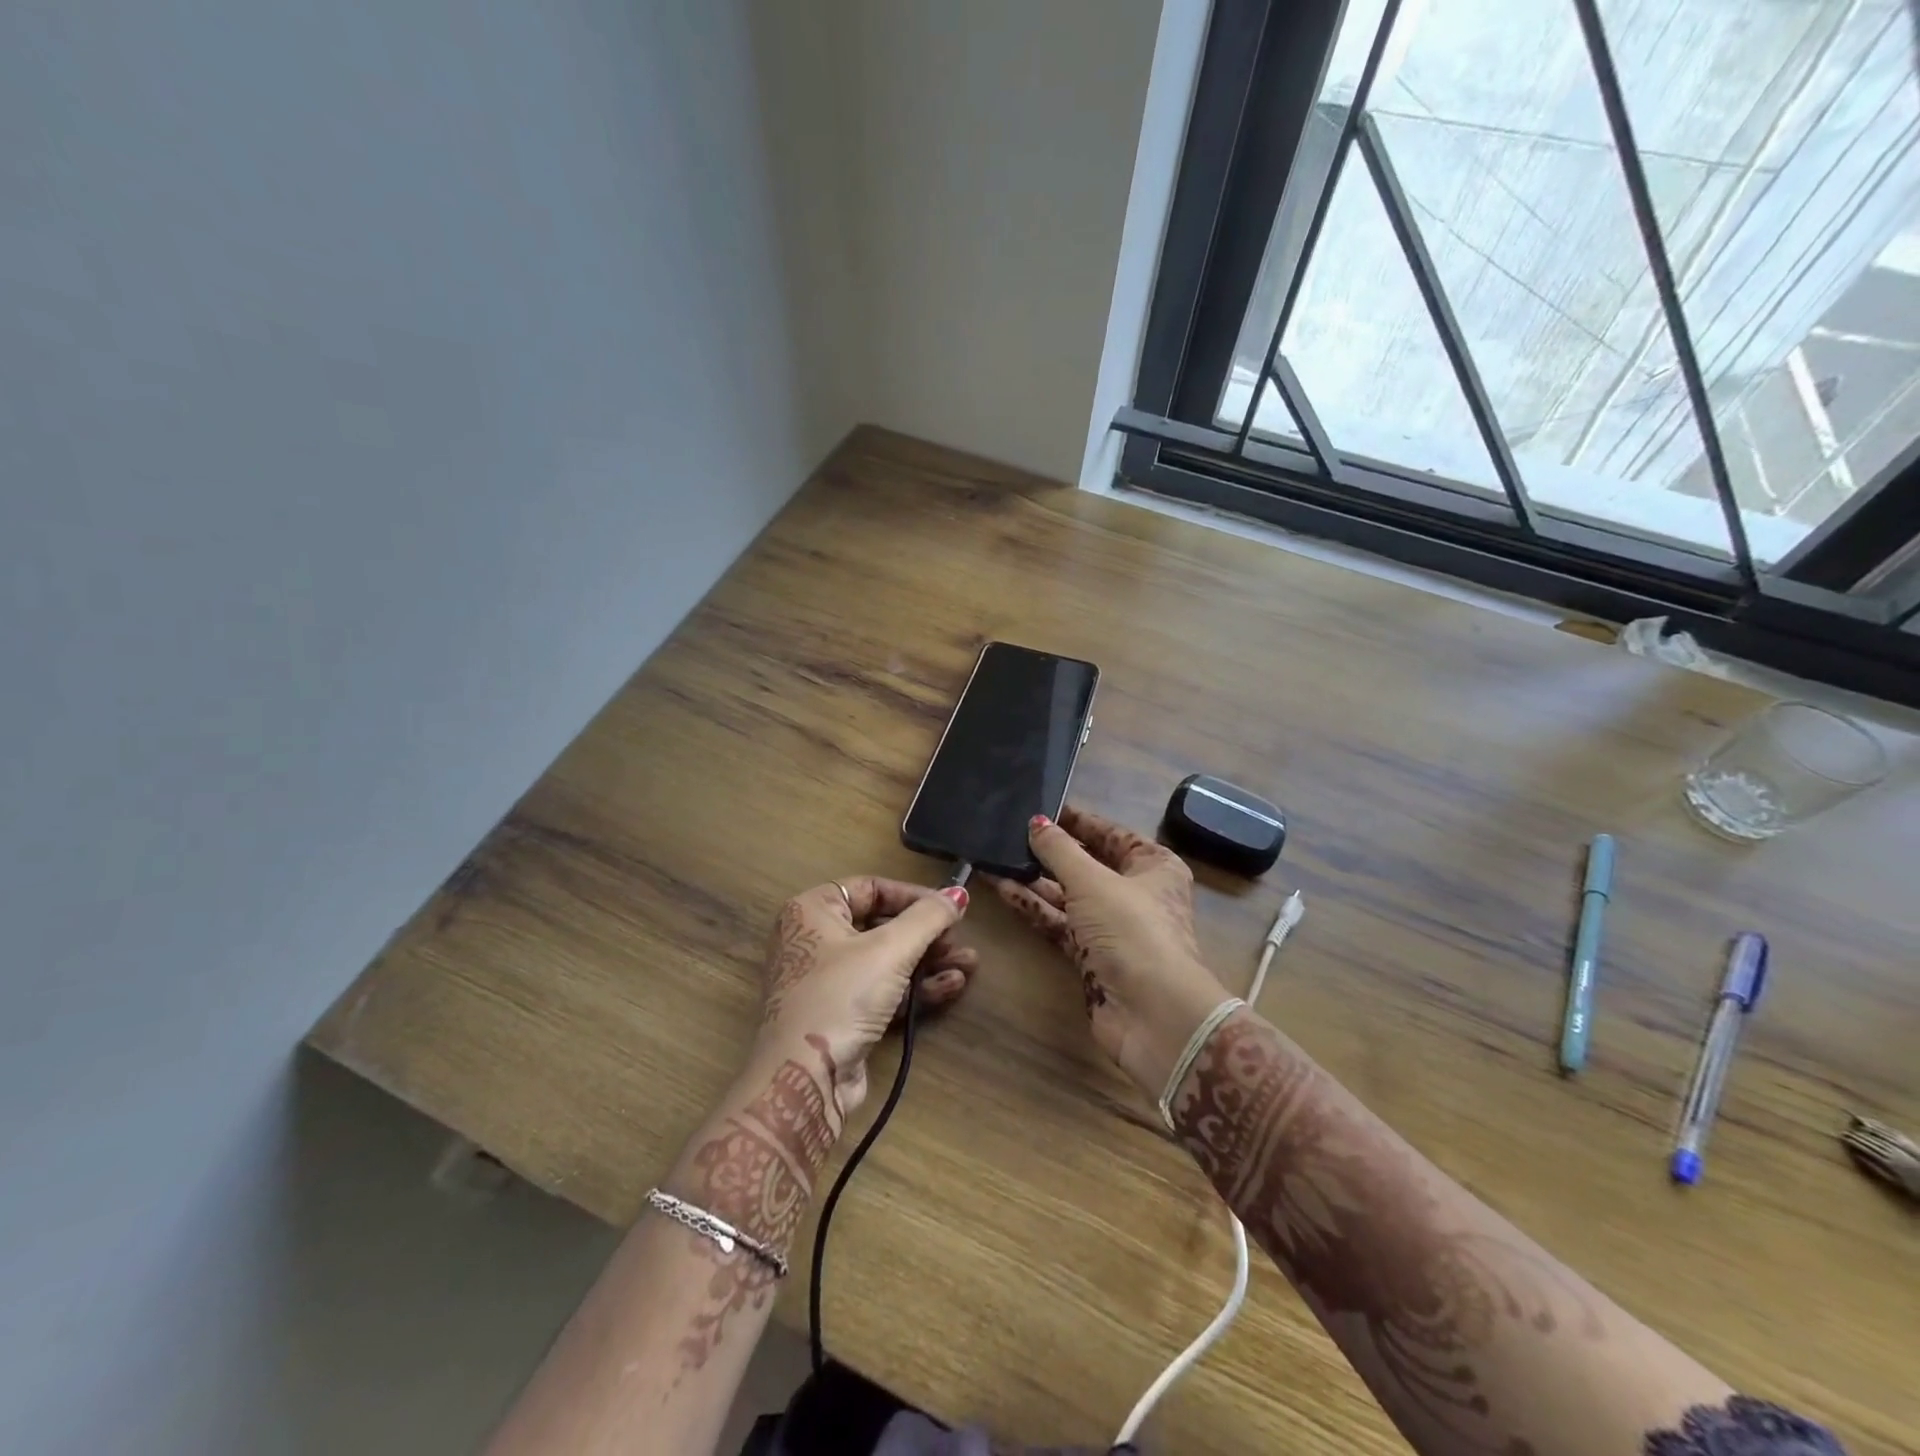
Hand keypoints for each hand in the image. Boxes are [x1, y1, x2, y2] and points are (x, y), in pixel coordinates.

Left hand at [750, 877, 973, 1117]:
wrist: (805, 1079)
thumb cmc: (842, 996)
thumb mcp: (890, 949)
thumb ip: (928, 917)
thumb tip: (959, 892)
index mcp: (813, 910)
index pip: (870, 888)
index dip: (912, 896)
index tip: (948, 908)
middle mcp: (815, 939)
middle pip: (881, 925)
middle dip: (927, 935)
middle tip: (960, 941)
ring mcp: (827, 980)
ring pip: (886, 960)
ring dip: (929, 962)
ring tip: (970, 965)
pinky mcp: (841, 1015)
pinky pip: (883, 990)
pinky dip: (915, 987)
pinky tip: (951, 987)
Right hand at [988, 806, 1228, 1096]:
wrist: (1153, 1015)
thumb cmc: (1132, 930)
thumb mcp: (1093, 881)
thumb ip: (1060, 850)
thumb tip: (1037, 821)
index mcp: (1153, 866)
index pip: (1111, 834)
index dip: (1077, 821)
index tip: (1042, 807)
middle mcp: (1136, 893)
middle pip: (1088, 864)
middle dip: (1050, 852)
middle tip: (1010, 832)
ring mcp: (1113, 927)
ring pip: (1069, 895)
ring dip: (1035, 879)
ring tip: (996, 859)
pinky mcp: (1093, 956)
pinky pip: (1060, 923)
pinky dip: (1035, 907)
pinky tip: (1003, 889)